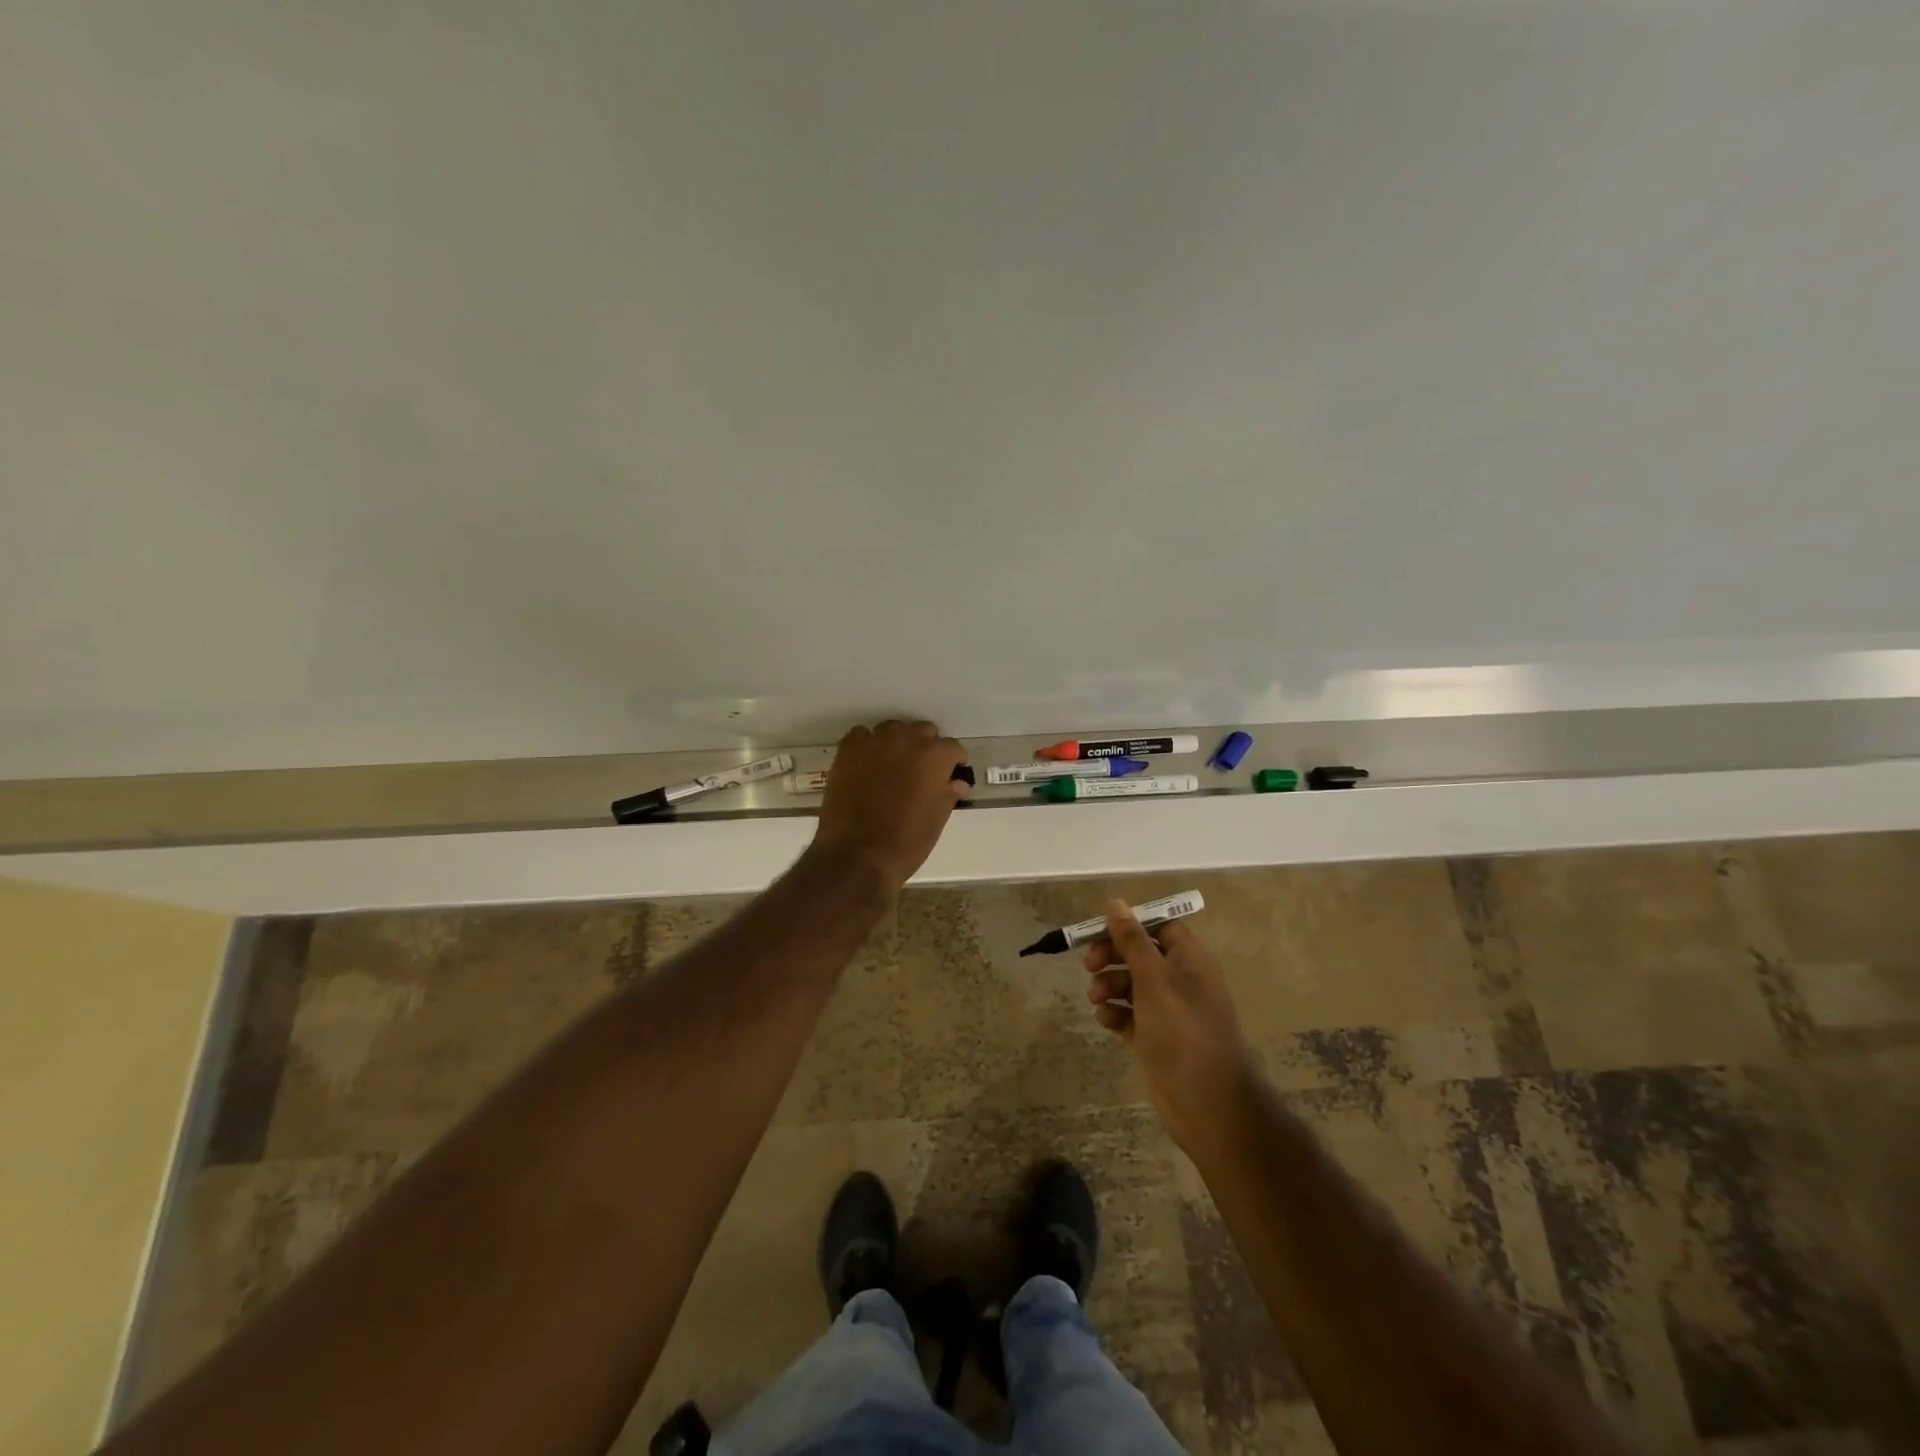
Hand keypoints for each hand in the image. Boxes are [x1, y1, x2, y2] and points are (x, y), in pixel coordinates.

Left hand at [810, 719, 969, 891]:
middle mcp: (907, 739)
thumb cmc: (906, 842)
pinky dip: (868, 746)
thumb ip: (948, 794)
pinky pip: (862, 736)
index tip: (950, 776)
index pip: (953, 748)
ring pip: (893, 730)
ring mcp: (875, 742)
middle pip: (924, 732)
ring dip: (898, 743)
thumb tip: (958, 784)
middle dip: (927, 748)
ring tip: (894, 767)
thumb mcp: (937, 820)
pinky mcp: (848, 750)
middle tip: (922, 773)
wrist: (857, 855)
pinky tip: (867, 766)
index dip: (953, 763)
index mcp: (935, 756)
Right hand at [1086, 901, 1259, 1150]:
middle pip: (1139, 953)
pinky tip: (1106, 1020)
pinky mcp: (1154, 1037)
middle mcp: (1180, 979)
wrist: (1207, 1103)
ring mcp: (1167, 1010)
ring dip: (1109, 985)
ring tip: (1097, 998)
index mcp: (1190, 958)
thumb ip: (1131, 940)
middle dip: (1113, 956)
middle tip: (1090, 965)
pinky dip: (1114, 1013)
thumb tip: (1114, 901)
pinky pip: (1128, 1014)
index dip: (1130, 925)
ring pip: (1130, 984)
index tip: (1099, 930)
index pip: (1159, 926)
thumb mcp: (1154, 978)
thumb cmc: (1183, 1030)